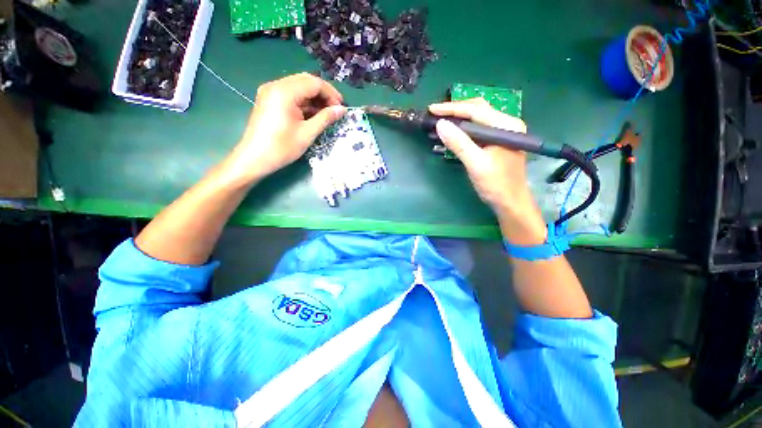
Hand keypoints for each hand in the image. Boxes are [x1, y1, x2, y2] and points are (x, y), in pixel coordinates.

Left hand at [222, 73, 345, 182]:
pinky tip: (313, 114)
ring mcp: (271, 92)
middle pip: (306, 81)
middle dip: (323, 94)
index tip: (341, 108)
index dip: (331, 93)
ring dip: (314, 98)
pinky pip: (291, 95)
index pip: (314, 83)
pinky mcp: (269, 100)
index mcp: (284, 92)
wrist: (254, 159)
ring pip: (299, 87)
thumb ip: (325, 118)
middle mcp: (276, 86)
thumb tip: (342, 110)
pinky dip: (304, 102)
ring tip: (326, 114)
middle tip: (335, 109)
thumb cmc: (282, 148)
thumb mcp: (307, 133)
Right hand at [429, 99, 546, 244]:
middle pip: (478, 110)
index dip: (452, 109)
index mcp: (506, 126)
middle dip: (455, 110)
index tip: (432, 109)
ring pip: (477, 119)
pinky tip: (453, 132)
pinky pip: (478, 130)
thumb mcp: (476, 164)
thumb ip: (459, 143)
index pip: (476, 110)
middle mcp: (506, 124)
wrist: (510, 202)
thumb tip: (440, 125)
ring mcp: (502, 133)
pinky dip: (464, 129)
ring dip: (458, 119)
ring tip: (441, 120)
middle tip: (435, 114)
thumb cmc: (496, 184)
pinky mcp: (497, 141)